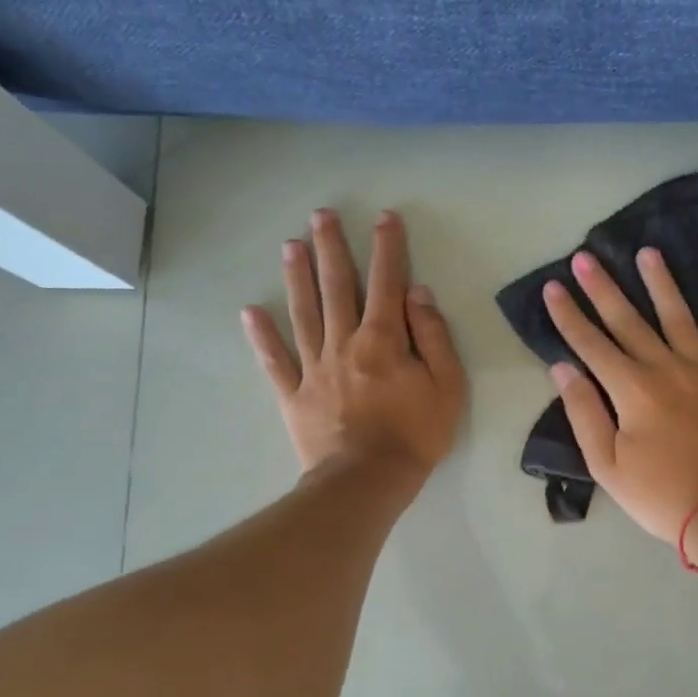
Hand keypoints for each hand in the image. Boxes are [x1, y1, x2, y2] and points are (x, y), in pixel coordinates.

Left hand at [242, 209, 466, 485]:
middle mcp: (344, 343)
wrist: (367, 481)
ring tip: (290, 246)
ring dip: (297, 277)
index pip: (386, 283)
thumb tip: (417, 293)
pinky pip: (275, 361)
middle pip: (336, 287)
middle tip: (321, 215)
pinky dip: (261, 337)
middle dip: (331, 248)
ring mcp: (314, 368)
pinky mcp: (294, 395)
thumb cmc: (416, 435)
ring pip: (303, 313)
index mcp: (383, 340)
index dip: (387, 248)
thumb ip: (434, 336)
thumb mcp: (447, 386)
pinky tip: (250, 312)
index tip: (385, 218)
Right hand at [542, 248, 697, 543]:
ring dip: (661, 284)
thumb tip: (564, 369)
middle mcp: (666, 369)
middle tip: (586, 257)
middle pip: (629, 321)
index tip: (554, 287)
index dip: (569, 316)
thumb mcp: (608, 465)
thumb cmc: (661, 495)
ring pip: (679, 318)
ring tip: (648, 253)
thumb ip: (585, 413)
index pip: (592, 345)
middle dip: (604, 289)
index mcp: (632, 390)